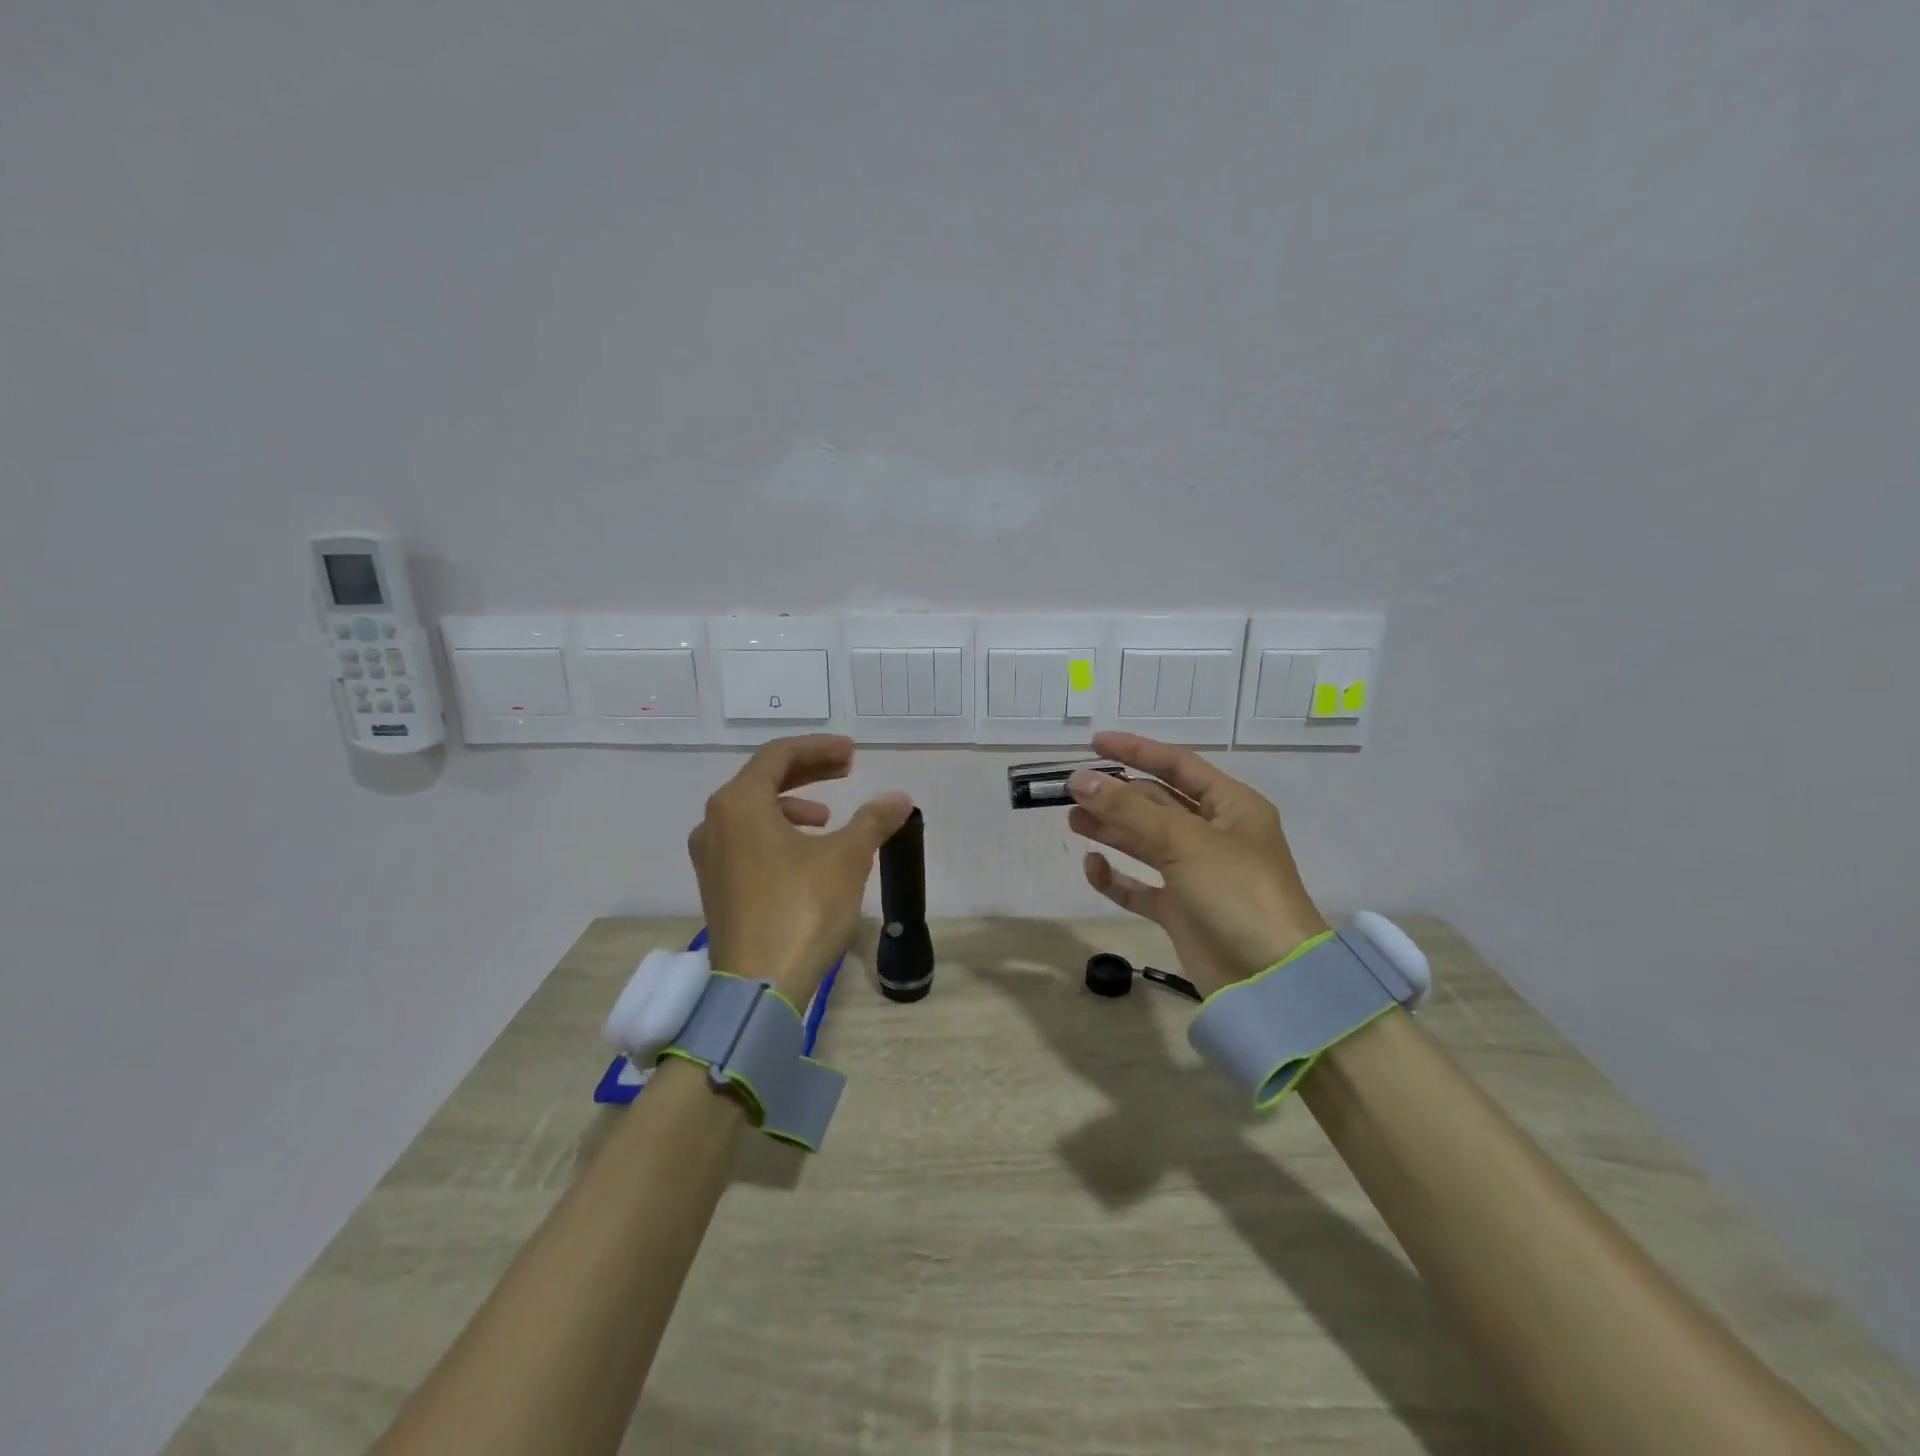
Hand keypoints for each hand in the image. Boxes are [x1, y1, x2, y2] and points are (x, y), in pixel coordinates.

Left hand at [689, 735, 913, 1006]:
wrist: (758, 987)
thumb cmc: (801, 908)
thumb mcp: (847, 857)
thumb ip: (873, 819)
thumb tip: (899, 798)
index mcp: (739, 803)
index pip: (779, 755)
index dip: (819, 748)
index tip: (852, 753)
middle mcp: (715, 822)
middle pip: (764, 779)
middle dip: (809, 772)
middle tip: (847, 770)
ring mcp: (711, 857)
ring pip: (754, 811)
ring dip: (794, 804)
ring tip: (829, 818)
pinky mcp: (717, 886)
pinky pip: (747, 840)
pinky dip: (779, 832)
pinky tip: (806, 854)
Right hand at [1070, 731, 1327, 996]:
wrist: (1271, 980)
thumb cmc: (1236, 893)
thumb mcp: (1183, 842)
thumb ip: (1128, 809)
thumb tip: (1079, 780)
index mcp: (1230, 806)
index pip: (1177, 765)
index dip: (1136, 750)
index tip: (1093, 744)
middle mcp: (1214, 834)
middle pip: (1157, 802)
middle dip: (1117, 794)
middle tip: (1072, 791)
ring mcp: (1197, 874)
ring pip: (1145, 841)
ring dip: (1111, 829)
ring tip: (1073, 821)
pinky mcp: (1182, 910)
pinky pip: (1141, 885)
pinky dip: (1117, 876)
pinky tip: (1092, 867)